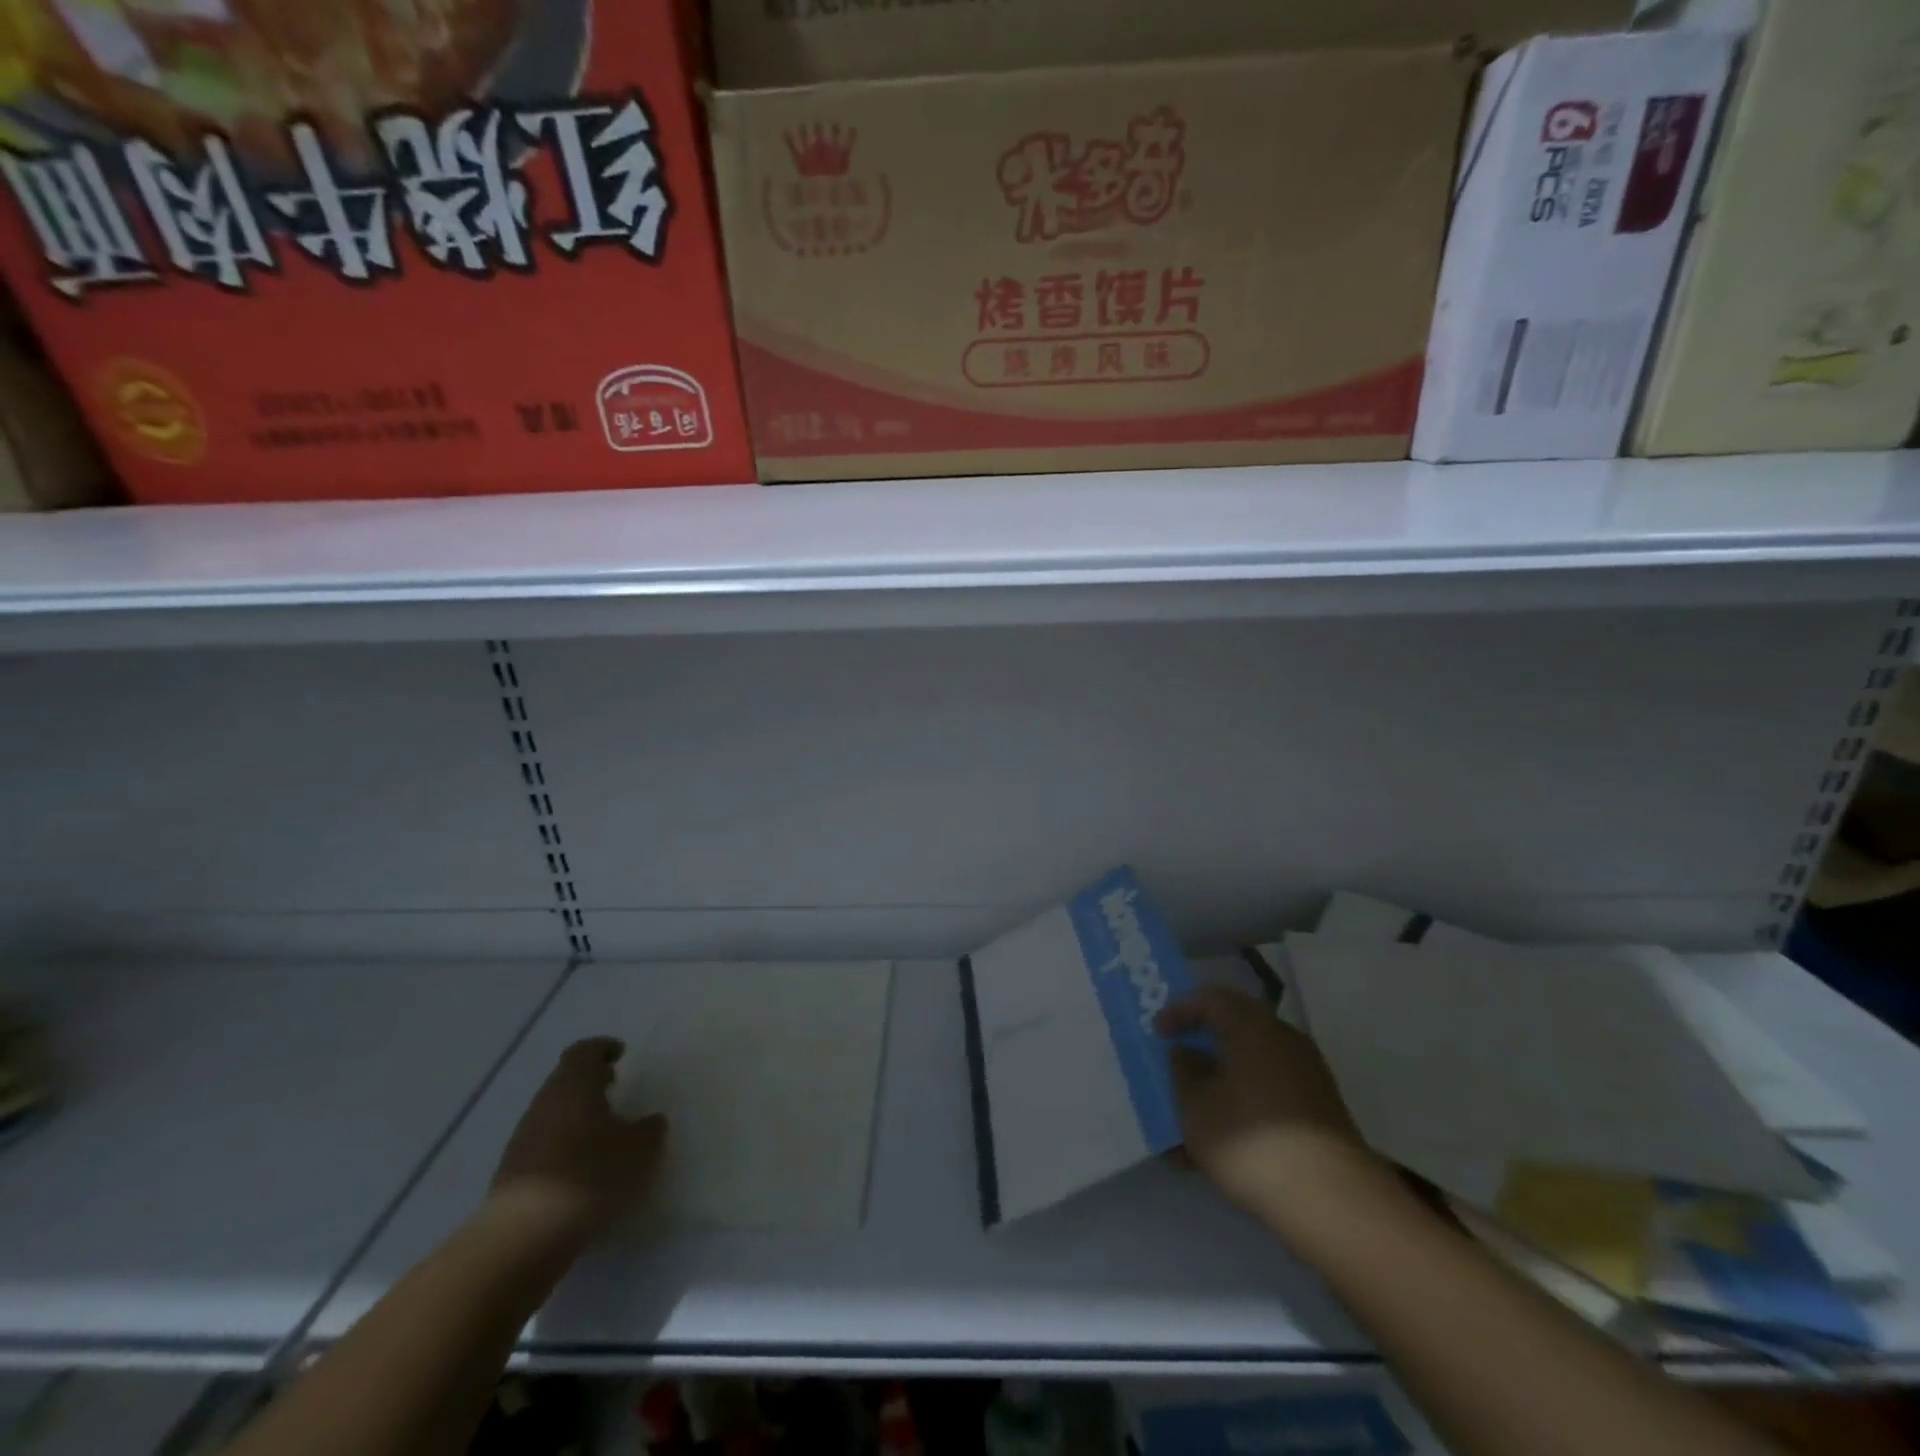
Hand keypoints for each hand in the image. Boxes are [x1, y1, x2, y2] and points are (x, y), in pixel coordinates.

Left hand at [488, 1038, 667, 1248]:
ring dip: (577, 1116)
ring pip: (554, 1114)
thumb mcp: (638, 1150)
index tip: (620, 1055)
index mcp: (574, 1085)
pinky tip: (583, 1169)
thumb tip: (651, 1120)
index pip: (584, 1051)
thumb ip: (649, 1130)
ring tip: (603, 1133)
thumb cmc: (588, 1176)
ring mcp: (523, 1141)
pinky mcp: (513, 1176)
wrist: (520, 1240)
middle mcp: (544, 1104)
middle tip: (615, 1088)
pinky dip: (564, 1147)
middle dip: (590, 1082)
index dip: (603, 1049)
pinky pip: (544, 1147)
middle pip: (565, 1081)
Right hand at [1157, 987, 1385, 1236]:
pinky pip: (1270, 1092)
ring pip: (1252, 1065)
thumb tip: (1187, 1053)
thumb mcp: (1196, 1107)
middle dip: (1202, 1048)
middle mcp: (1284, 1040)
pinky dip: (1243, 1105)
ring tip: (1193, 1118)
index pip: (1211, 998)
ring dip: (1220, 1083)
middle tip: (1176, 1065)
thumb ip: (1183, 1072)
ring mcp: (1308, 1075)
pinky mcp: (1319, 1111)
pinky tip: (1224, 1145)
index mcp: (1253, 1026)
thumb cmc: (1251, 1142)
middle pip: (1235, 1029)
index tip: (1158, 1034)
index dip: (1180, 1010)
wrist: (1333, 1203)